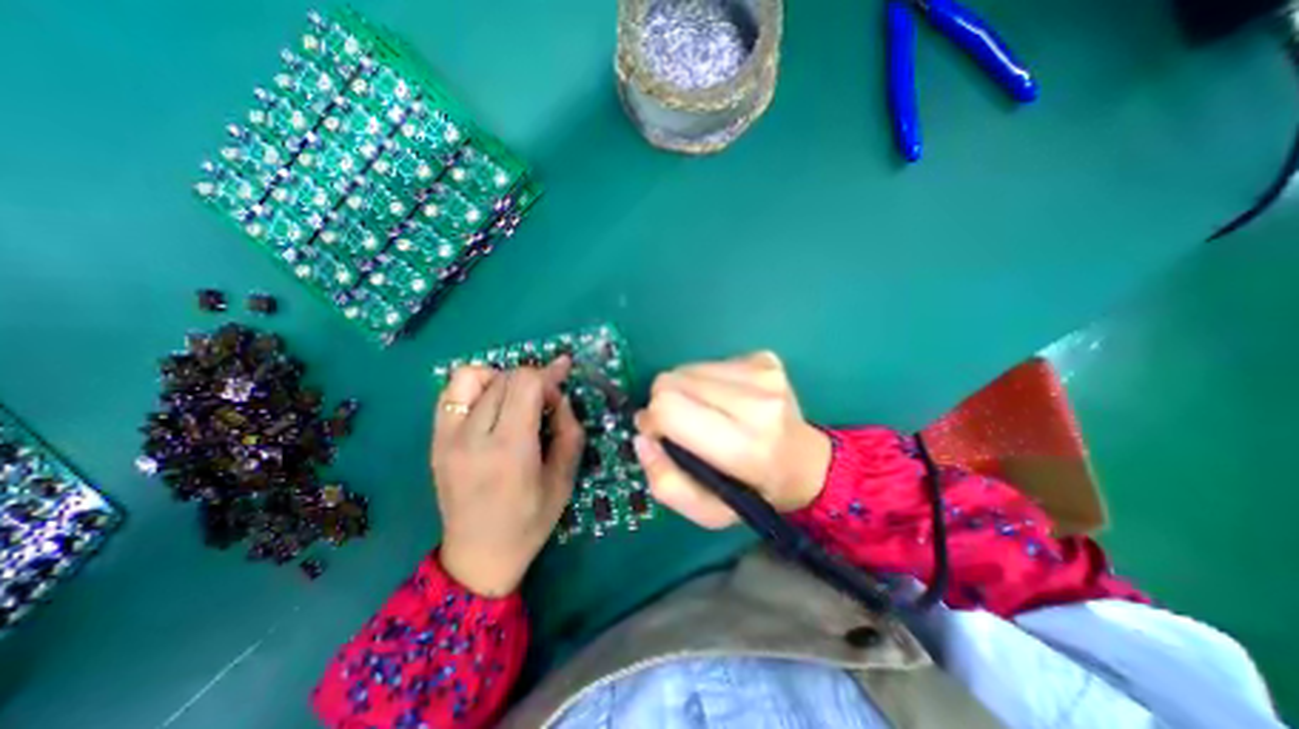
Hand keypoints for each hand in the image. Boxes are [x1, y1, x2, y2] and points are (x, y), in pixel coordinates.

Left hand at [431, 359, 582, 598]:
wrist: (478, 556)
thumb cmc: (530, 521)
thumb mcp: (565, 478)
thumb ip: (569, 429)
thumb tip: (559, 396)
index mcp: (509, 449)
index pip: (525, 383)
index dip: (548, 375)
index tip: (562, 380)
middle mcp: (472, 437)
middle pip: (503, 377)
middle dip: (532, 379)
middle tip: (546, 399)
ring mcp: (446, 437)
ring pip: (471, 376)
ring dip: (501, 378)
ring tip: (516, 399)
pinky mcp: (435, 441)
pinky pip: (451, 393)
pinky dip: (476, 387)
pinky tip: (491, 405)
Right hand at [633, 351, 832, 525]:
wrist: (806, 464)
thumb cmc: (755, 493)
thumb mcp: (708, 512)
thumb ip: (666, 483)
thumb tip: (643, 437)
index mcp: (745, 447)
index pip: (670, 408)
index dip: (653, 420)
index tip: (660, 435)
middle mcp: (758, 403)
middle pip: (673, 381)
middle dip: (664, 403)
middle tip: (682, 426)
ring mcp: (764, 374)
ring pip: (687, 368)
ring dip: (685, 391)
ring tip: (707, 413)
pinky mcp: (765, 359)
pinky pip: (710, 362)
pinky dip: (706, 381)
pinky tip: (724, 400)